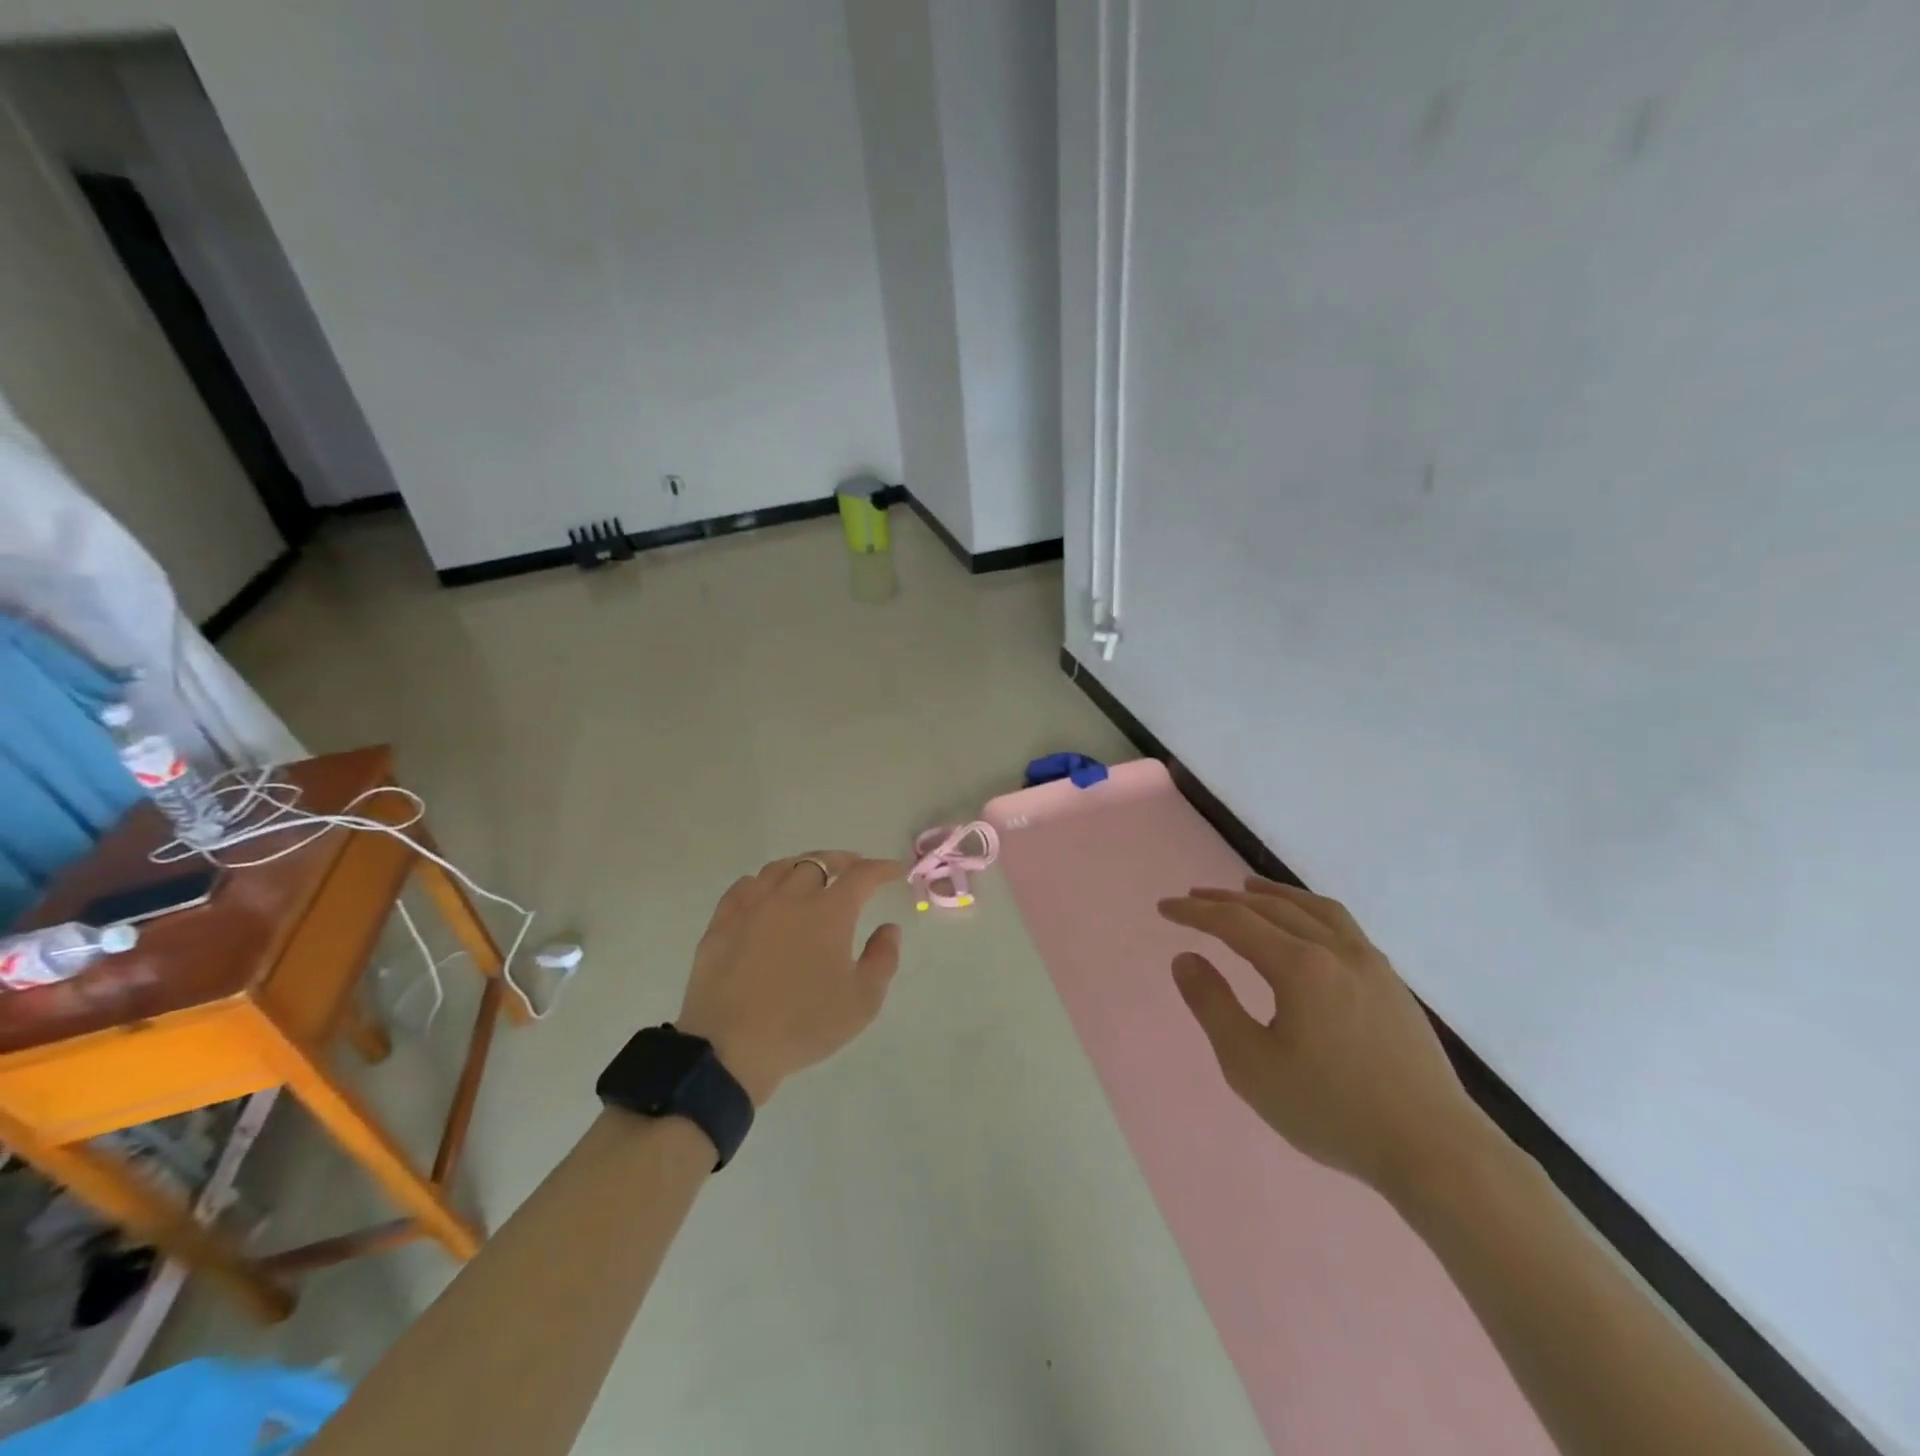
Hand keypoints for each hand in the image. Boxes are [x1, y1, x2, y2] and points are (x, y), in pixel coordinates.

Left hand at [676, 852, 905, 1105]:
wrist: (730, 1048)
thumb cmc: (804, 1024)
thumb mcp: (862, 1002)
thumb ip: (882, 959)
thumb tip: (888, 928)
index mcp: (829, 912)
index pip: (862, 875)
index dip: (882, 868)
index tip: (894, 871)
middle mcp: (791, 897)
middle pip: (819, 862)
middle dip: (842, 861)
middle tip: (853, 870)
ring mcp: (752, 907)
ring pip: (780, 869)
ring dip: (803, 866)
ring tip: (811, 876)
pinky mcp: (721, 924)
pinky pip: (744, 887)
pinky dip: (763, 883)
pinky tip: (765, 894)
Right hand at [1157, 877, 1492, 1202]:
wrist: (1436, 1151)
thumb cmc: (1333, 1111)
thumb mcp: (1252, 1066)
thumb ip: (1213, 1006)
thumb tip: (1185, 958)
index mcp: (1299, 967)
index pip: (1234, 923)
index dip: (1195, 912)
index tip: (1164, 908)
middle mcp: (1335, 950)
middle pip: (1271, 908)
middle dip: (1225, 899)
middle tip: (1193, 897)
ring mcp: (1370, 963)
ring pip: (1312, 908)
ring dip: (1272, 895)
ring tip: (1247, 888)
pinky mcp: (1391, 982)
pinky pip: (1342, 924)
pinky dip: (1309, 909)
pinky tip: (1305, 925)